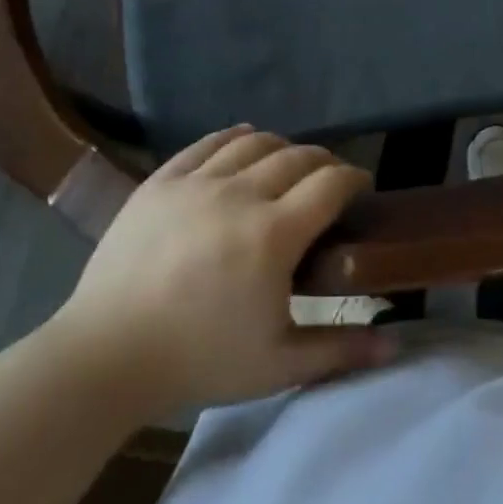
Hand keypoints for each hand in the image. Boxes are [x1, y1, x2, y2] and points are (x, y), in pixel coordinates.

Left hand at [49, 127, 395, 412]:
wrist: (106, 356)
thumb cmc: (199, 361)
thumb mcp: (278, 365)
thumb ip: (340, 351)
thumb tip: (395, 347)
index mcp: (274, 234)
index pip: (331, 184)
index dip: (353, 178)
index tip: (360, 188)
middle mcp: (241, 195)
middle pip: (297, 156)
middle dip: (323, 162)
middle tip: (328, 182)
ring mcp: (197, 183)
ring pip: (255, 143)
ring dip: (282, 148)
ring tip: (287, 165)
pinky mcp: (162, 180)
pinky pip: (208, 143)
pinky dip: (235, 138)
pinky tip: (244, 144)